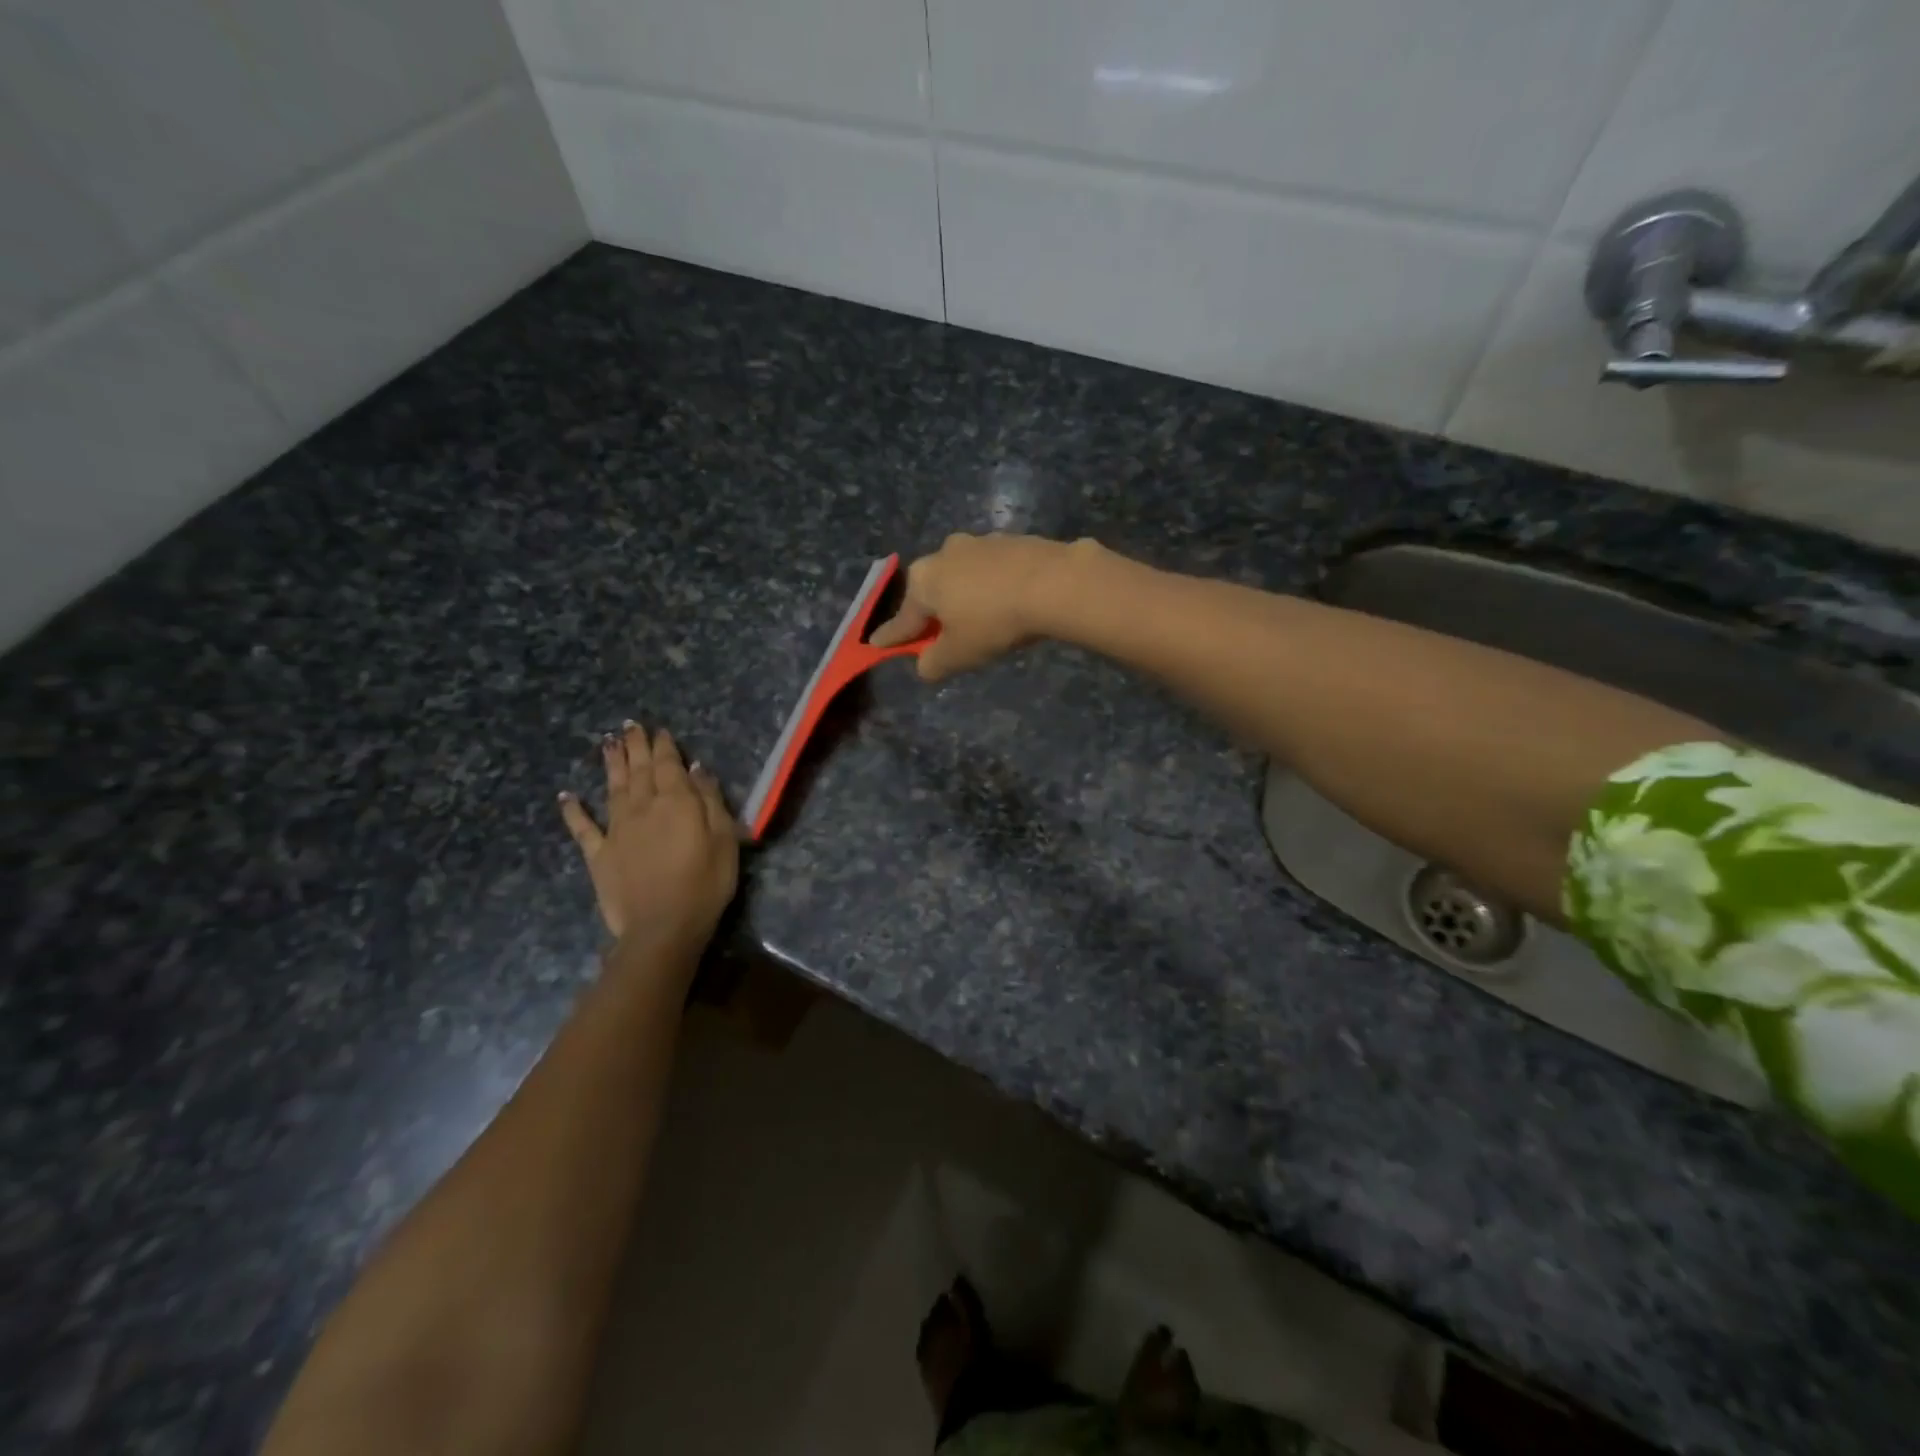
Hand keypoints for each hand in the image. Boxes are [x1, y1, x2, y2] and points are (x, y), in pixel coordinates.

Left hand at [558, 723, 738, 966]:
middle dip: (635, 746)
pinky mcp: (599, 854)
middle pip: (639, 770)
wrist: (662, 927)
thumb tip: (696, 769)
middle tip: (630, 725)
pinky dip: (573, 811)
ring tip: (607, 742)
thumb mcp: (724, 839)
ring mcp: (617, 830)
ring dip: (610, 764)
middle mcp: (643, 807)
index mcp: (676, 802)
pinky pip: (583, 828)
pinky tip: (566, 796)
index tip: (659, 729)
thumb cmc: (705, 883)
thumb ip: (710, 801)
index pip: (668, 765)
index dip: (664, 746)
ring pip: (612, 788)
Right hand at [870, 533, 1075, 681]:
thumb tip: (924, 665)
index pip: (903, 619)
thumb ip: (933, 662)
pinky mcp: (1012, 540)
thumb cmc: (993, 621)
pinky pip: (993, 570)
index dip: (892, 637)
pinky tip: (1008, 602)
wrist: (1053, 583)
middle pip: (933, 591)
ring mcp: (979, 542)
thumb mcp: (958, 654)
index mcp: (923, 580)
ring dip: (967, 597)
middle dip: (934, 613)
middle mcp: (944, 553)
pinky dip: (994, 586)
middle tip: (943, 636)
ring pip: (964, 577)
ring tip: (982, 620)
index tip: (877, 644)